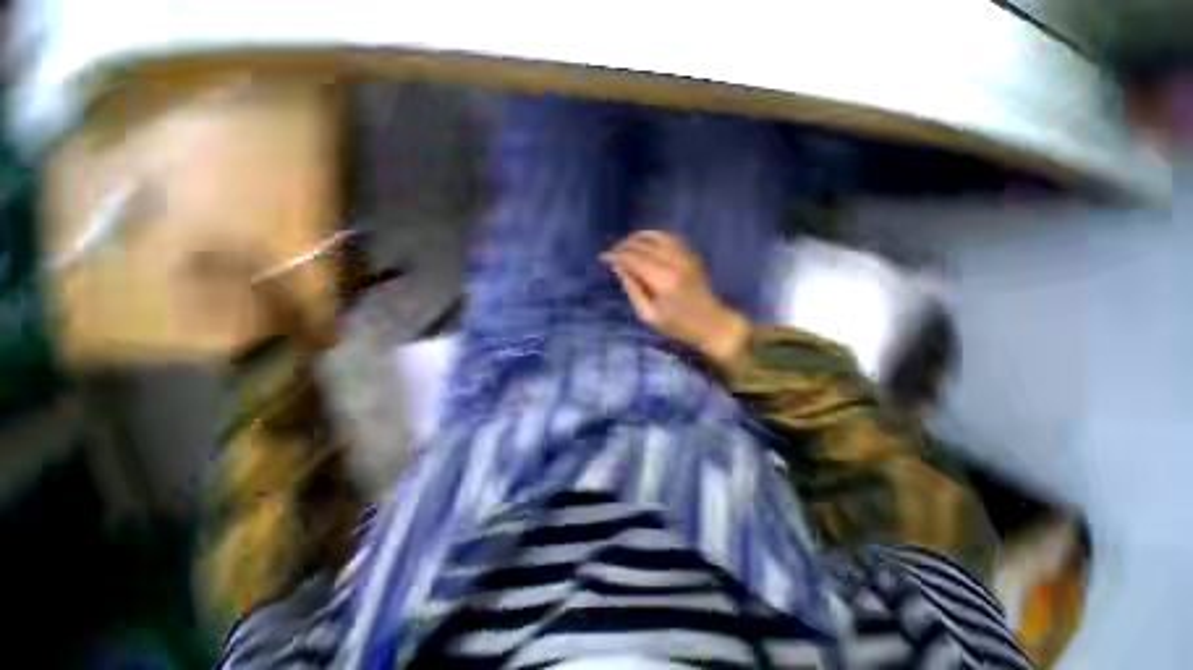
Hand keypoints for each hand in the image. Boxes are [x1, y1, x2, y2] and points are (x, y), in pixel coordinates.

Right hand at [602, 231, 748, 365]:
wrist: (712, 323)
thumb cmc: (678, 325)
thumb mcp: (649, 315)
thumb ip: (633, 290)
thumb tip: (619, 268)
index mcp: (663, 280)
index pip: (633, 259)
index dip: (616, 256)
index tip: (603, 257)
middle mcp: (675, 262)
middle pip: (643, 245)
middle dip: (624, 245)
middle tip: (612, 253)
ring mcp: (686, 256)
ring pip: (657, 236)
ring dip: (638, 237)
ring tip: (625, 244)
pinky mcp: (692, 255)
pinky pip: (671, 237)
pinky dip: (655, 236)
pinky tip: (646, 242)